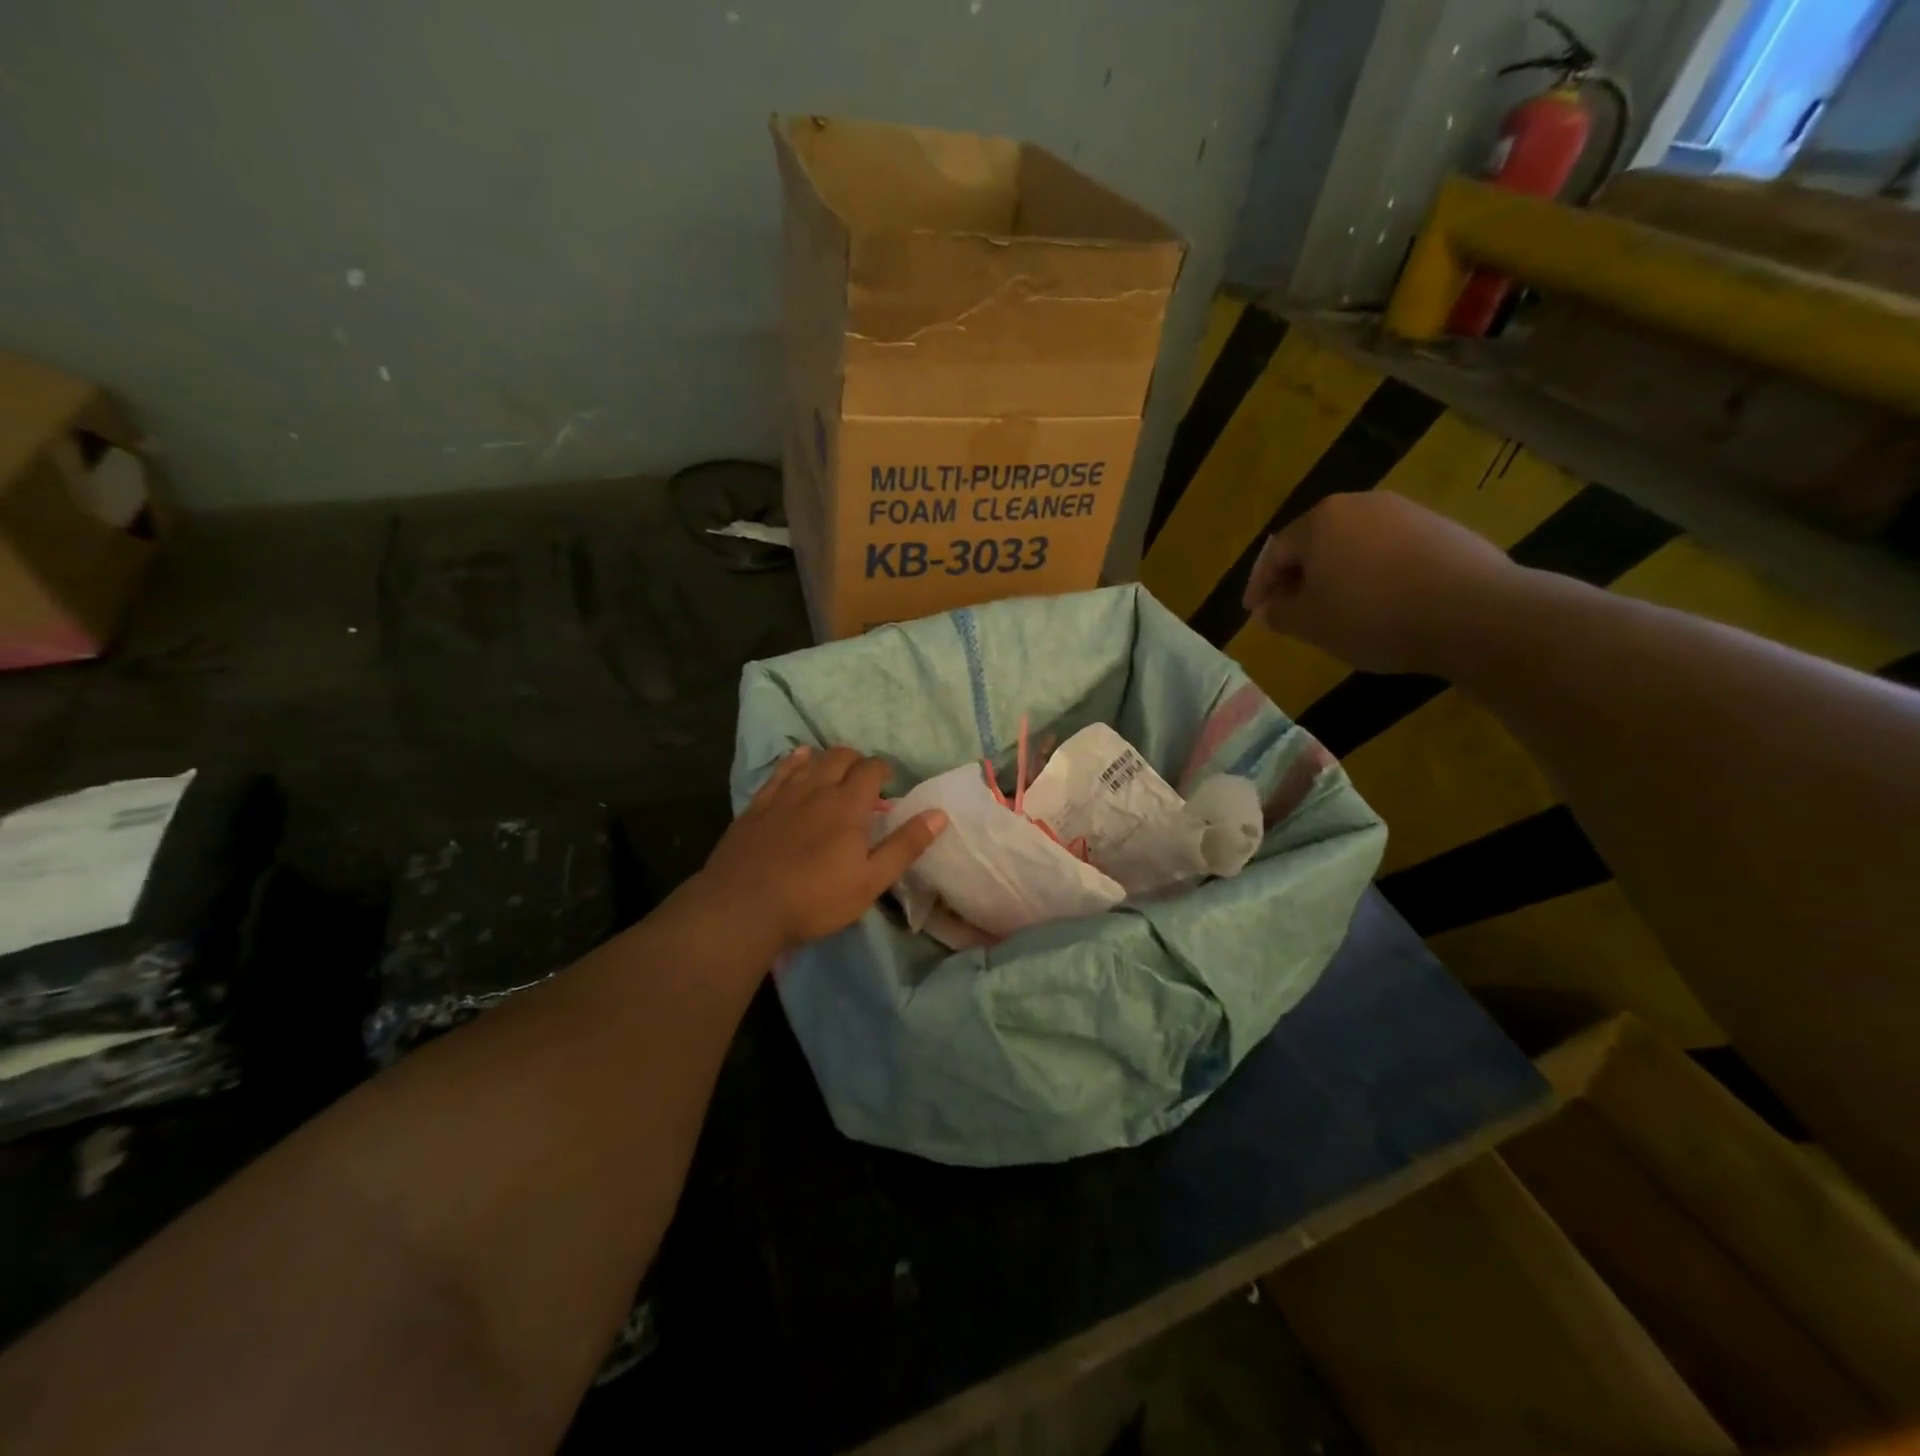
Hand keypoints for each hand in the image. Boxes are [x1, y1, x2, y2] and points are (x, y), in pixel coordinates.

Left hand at [698, 746, 947, 950]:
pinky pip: (778, 772)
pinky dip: (793, 762)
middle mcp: (816, 789)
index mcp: (848, 805)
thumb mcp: (871, 881)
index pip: (871, 768)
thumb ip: (905, 846)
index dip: (883, 770)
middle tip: (863, 780)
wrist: (743, 907)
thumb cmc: (815, 898)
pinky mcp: (756, 806)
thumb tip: (939, 814)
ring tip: (834, 770)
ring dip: (826, 759)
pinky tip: (797, 761)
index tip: (888, 784)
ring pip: (809, 761)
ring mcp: (783, 795)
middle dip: (856, 761)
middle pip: (840, 757)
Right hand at [1241, 493, 1515, 676]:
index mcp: (1321, 520)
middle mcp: (1361, 505)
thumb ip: (1280, 613)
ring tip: (1337, 610)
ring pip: (1354, 545)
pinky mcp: (1442, 529)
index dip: (1260, 585)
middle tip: (1293, 610)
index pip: (1276, 552)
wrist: (1474, 613)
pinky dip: (1374, 575)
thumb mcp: (1310, 624)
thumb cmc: (1373, 616)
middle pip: (1316, 542)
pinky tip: (1381, 604)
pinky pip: (1390, 552)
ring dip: (1337, 575)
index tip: (1255, 613)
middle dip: (1299, 577)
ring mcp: (1406, 512)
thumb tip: (1269, 608)